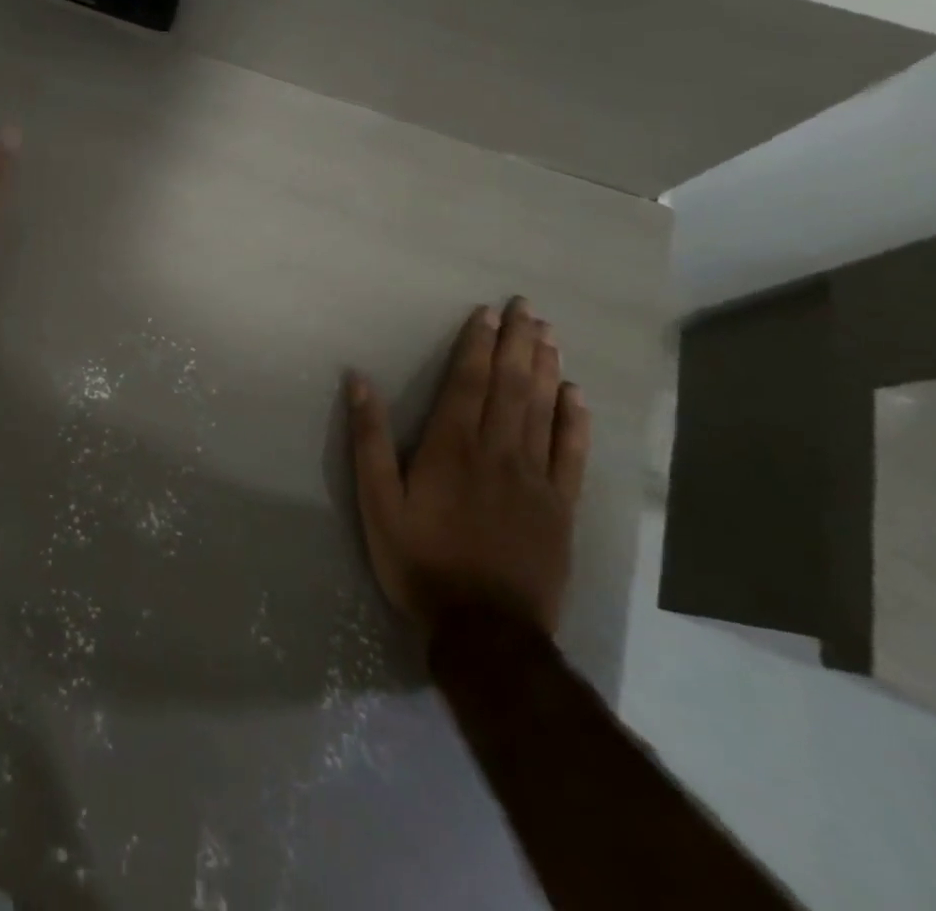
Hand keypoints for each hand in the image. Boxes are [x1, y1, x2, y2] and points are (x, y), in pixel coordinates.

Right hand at [347, 298, 589, 634]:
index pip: (468, 382)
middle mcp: (497, 451)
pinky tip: (576, 395)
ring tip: (549, 334)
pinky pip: (571, 454)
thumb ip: (369, 439)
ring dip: (546, 368)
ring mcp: (535, 479)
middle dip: (518, 343)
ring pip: (543, 410)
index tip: (487, 313)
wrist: (486, 630)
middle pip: (511, 386)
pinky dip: (575, 421)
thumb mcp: (378, 502)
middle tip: (527, 306)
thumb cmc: (420, 561)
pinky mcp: (560, 507)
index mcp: (451, 447)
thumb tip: (359, 381)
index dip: (478, 345)